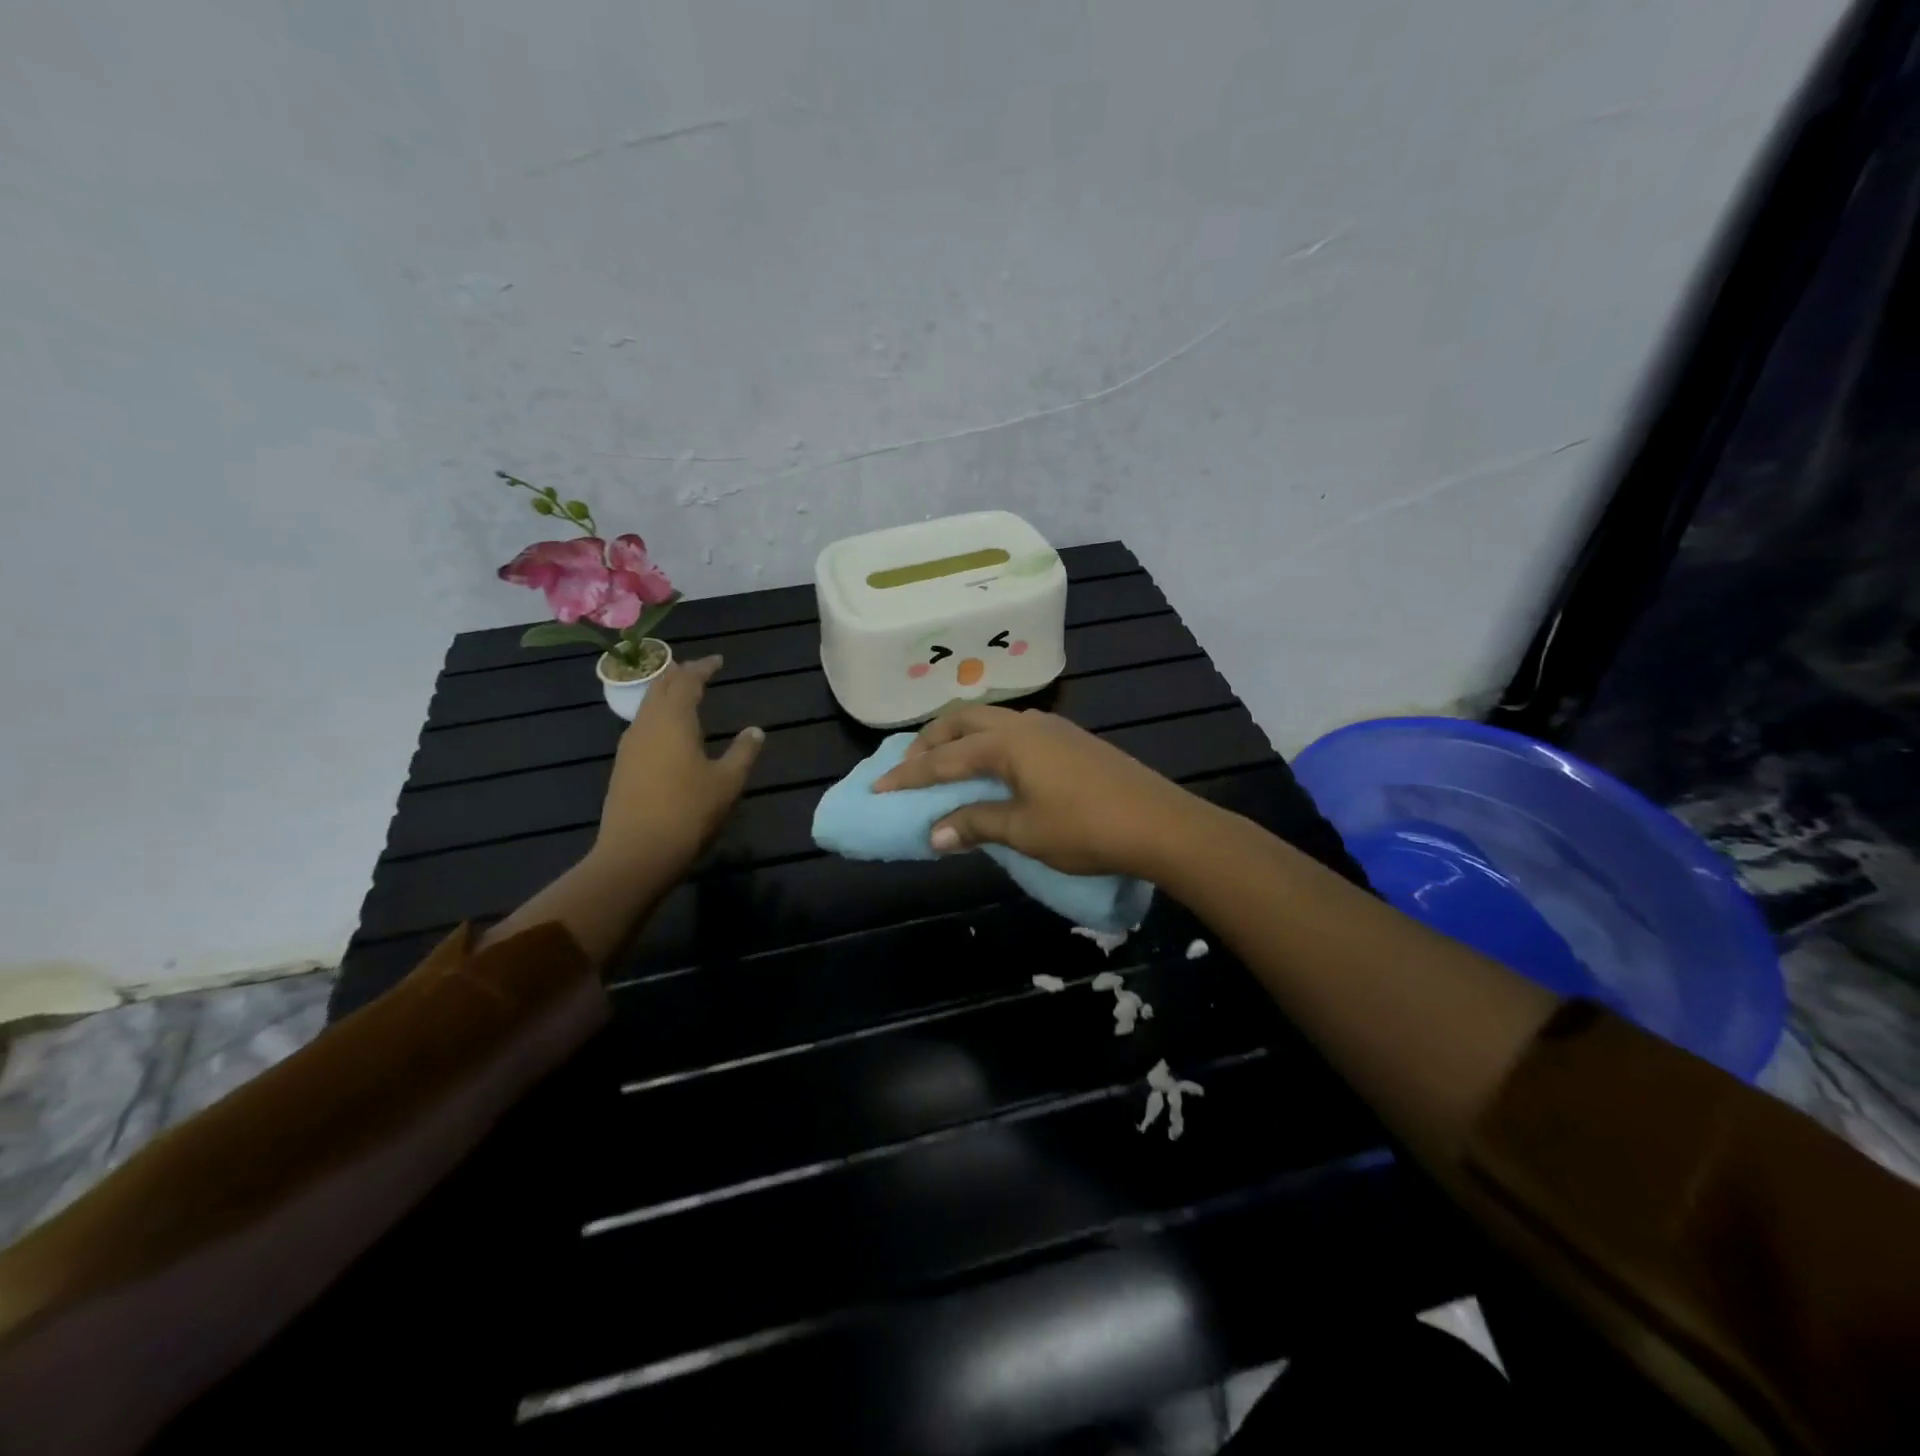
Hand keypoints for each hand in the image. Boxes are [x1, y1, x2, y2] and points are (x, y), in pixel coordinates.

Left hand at [595, 655, 762, 873]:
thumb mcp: (727, 782)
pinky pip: (642, 727)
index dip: (703, 667)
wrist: (637, 853)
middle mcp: (646, 724)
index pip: (686, 680)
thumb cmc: (689, 811)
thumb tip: (755, 731)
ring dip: (666, 695)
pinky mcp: (623, 767)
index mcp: (673, 719)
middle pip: (659, 687)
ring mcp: (629, 746)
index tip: (718, 661)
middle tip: (699, 671)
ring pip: (647, 706)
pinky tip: (669, 733)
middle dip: (680, 675)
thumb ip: (743, 752)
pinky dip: (658, 717)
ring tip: (685, 696)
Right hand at [872, 705, 1202, 876]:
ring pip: (990, 723)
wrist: (1159, 823)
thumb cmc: (1085, 827)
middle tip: (908, 768)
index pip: (944, 758)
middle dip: (930, 742)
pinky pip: (1013, 733)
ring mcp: (1051, 728)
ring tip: (945, 767)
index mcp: (1007, 742)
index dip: (908, 776)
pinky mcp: (1070, 740)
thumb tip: (934, 834)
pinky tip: (992, 770)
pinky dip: (987, 746)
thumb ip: (975, 824)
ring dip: (960, 740)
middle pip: (963, 721)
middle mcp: (1025, 724)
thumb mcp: (1024, 830)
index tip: (877, 788)